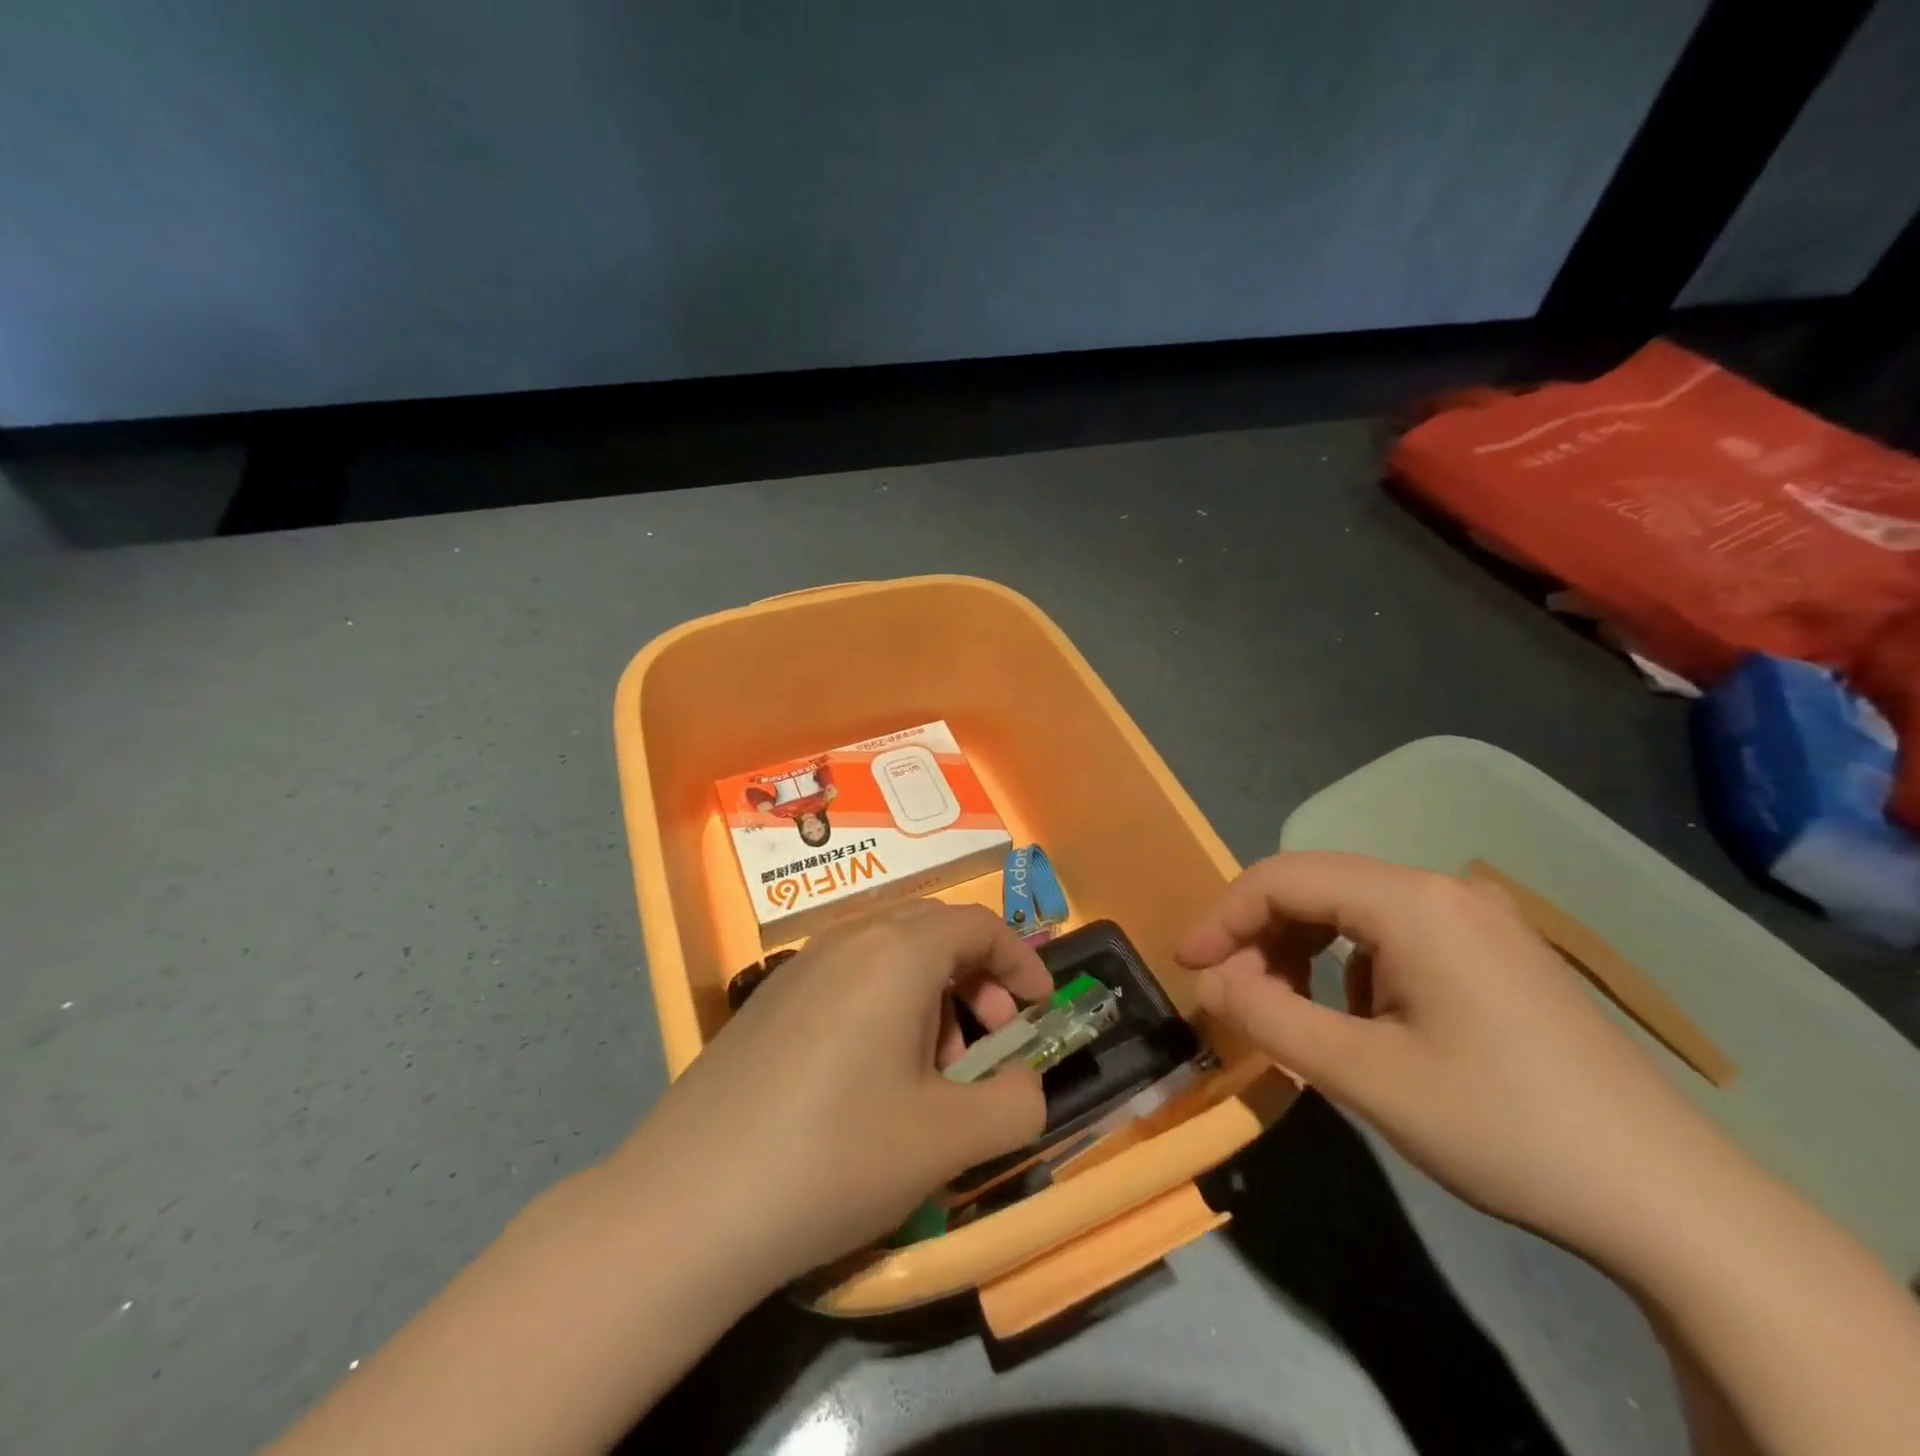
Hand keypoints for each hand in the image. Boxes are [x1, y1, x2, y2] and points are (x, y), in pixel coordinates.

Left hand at [607, 901, 1049, 1290]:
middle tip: (989, 1038)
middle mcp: (847, 940)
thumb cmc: (835, 1157)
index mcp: (896, 952)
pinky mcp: (767, 1001)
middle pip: (933, 931)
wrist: (689, 1205)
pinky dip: (884, 1005)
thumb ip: (1015, 1104)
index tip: (1039, 1009)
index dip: (1020, 959)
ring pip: (888, 954)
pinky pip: (847, 977)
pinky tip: (870, 1076)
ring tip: (931, 1070)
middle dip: (976, 977)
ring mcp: (799, 966)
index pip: (977, 924)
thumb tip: (1025, 1083)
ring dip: (930, 994)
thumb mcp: (948, 1140)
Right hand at [1177, 852, 1730, 1261]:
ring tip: (1290, 1010)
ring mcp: (1479, 916)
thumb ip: (1268, 1016)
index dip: (1222, 916)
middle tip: (1233, 994)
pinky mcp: (1499, 949)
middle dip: (1261, 934)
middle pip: (1317, 885)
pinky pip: (1396, 932)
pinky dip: (1352, 963)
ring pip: (1354, 907)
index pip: (1281, 878)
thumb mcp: (1364, 1075)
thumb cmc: (1502, 1126)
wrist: (1672, 1201)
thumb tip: (1210, 980)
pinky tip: (1365, 1021)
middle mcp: (1443, 888)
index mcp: (1410, 901)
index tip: (1187, 966)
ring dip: (1303, 948)